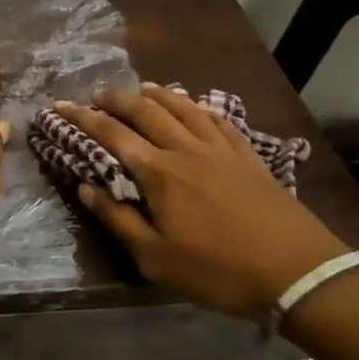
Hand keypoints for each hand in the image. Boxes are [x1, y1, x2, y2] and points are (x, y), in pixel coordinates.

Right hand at [58, 83, 350, 321]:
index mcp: (159, 173)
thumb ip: (118, 220)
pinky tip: (195, 106)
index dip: (83, 118)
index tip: (61, 105)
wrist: (297, 271)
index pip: (112, 135)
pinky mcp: (248, 156)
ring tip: (141, 88)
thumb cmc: (219, 271)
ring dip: (157, 94)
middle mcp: (185, 149)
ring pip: (182, 108)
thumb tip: (85, 188)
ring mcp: (220, 149)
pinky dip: (199, 107)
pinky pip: (218, 120)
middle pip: (145, 111)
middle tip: (98, 94)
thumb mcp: (157, 259)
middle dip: (117, 99)